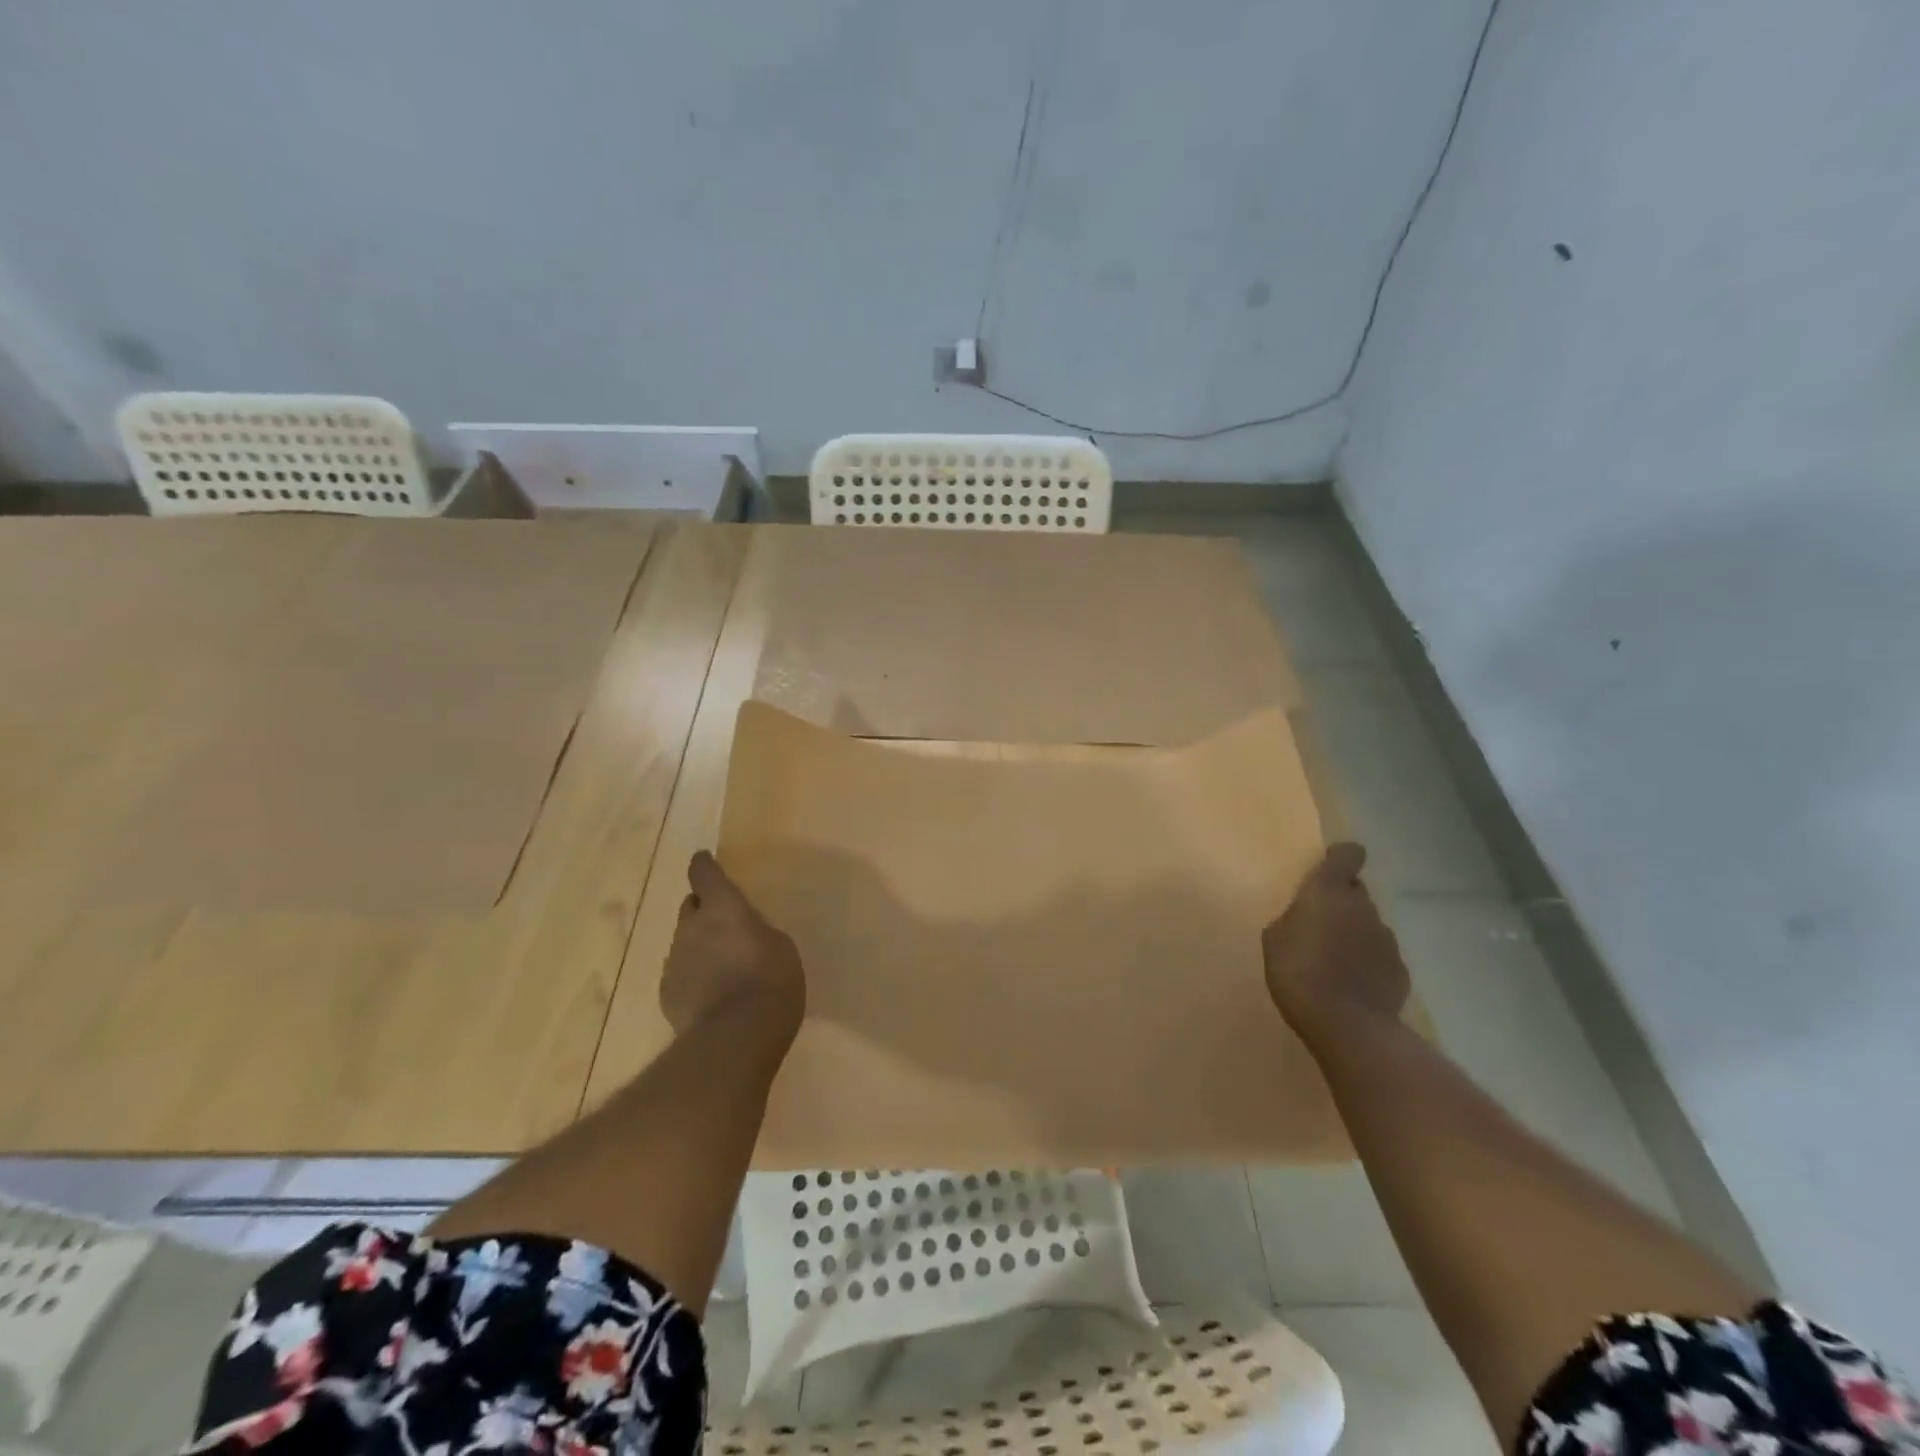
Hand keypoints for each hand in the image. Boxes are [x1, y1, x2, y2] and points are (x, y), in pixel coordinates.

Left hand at [660, 851, 805, 1049]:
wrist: (735, 1038)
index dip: (704, 866)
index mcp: (722, 907)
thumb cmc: (770, 980)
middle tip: (726, 924)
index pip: (704, 874)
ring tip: (723, 966)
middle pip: (691, 907)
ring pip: (685, 942)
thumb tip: (743, 932)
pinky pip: (681, 973)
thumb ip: (756, 930)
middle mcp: (691, 927)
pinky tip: (712, 994)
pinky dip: (694, 976)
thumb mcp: (780, 946)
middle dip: (704, 910)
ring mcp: (674, 961)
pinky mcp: (667, 993)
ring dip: (700, 946)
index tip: (703, 860)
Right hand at [1262, 843, 1409, 1045]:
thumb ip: (1292, 920)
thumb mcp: (1274, 940)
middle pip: (1356, 892)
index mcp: (1328, 892)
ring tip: (1334, 962)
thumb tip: (1304, 919)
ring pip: (1368, 925)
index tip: (1330, 866)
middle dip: (1341, 902)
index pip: (1348, 855)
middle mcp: (1362, 907)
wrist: (1348, 1025)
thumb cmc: (1298, 972)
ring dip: (1354, 934)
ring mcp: (1386, 938)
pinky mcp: (1400, 969)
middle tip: (1320, 925)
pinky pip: (1380, 956)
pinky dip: (1367, 963)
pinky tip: (1352, 985)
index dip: (1342, 857)